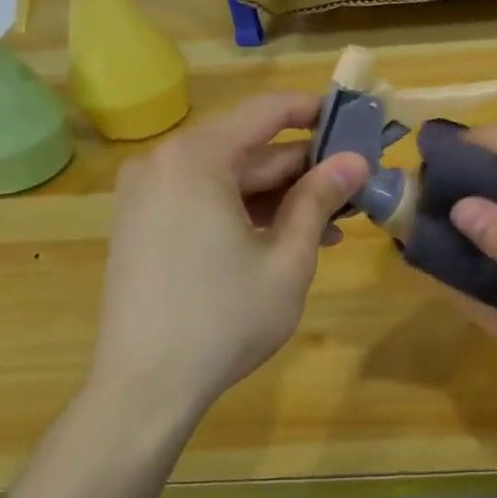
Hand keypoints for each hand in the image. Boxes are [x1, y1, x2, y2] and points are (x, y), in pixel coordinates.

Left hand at [86, 92, 367, 420]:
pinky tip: (285, 239)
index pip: (266, 112)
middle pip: (248, 149)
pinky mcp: (141, 224)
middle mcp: (165, 163)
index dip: (314, 111)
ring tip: (332, 222)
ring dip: (279, 196)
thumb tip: (355, 161)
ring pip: (228, 179)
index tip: (353, 120)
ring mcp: (147, 195)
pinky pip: (203, 201)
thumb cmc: (224, 319)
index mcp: (198, 158)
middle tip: (353, 185)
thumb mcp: (287, 258)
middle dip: (303, 168)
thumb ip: (319, 200)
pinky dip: (244, 213)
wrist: (144, 386)